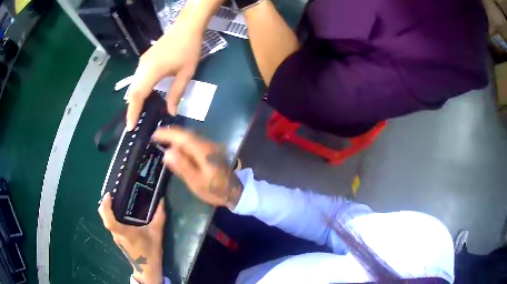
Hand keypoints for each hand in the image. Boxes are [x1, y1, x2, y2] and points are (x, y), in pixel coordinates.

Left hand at [98, 193, 165, 283]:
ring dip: (108, 210)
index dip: (106, 207)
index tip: (108, 195)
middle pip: (104, 217)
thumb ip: (159, 217)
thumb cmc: (150, 252)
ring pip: (107, 221)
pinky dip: (112, 216)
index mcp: (124, 233)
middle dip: (105, 204)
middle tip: (113, 193)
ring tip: (117, 200)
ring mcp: (116, 237)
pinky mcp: (118, 239)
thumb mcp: (157, 234)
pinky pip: (111, 225)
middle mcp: (117, 234)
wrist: (147, 269)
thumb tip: (161, 200)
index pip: (109, 221)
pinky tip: (122, 213)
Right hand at [126, 13, 202, 129]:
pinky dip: (137, 91)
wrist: (186, 27)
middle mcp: (142, 67)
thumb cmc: (189, 49)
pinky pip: (137, 79)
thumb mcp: (186, 73)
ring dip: (134, 100)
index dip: (133, 112)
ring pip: (133, 85)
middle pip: (132, 92)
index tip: (130, 127)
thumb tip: (170, 112)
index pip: (138, 96)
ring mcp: (142, 62)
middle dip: (131, 109)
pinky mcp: (144, 60)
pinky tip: (143, 98)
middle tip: (133, 124)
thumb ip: (176, 94)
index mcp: (151, 71)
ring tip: (137, 115)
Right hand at [152, 127, 243, 208]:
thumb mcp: (196, 183)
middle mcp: (209, 144)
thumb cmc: (214, 190)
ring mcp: (212, 145)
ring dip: (177, 138)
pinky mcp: (212, 149)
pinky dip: (184, 143)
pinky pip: (195, 142)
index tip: (155, 135)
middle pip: (187, 134)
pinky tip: (177, 149)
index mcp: (205, 152)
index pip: (184, 136)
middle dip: (171, 134)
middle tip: (156, 138)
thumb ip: (182, 167)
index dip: (168, 134)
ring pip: (191, 136)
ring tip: (163, 142)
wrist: (234, 192)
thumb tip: (167, 152)